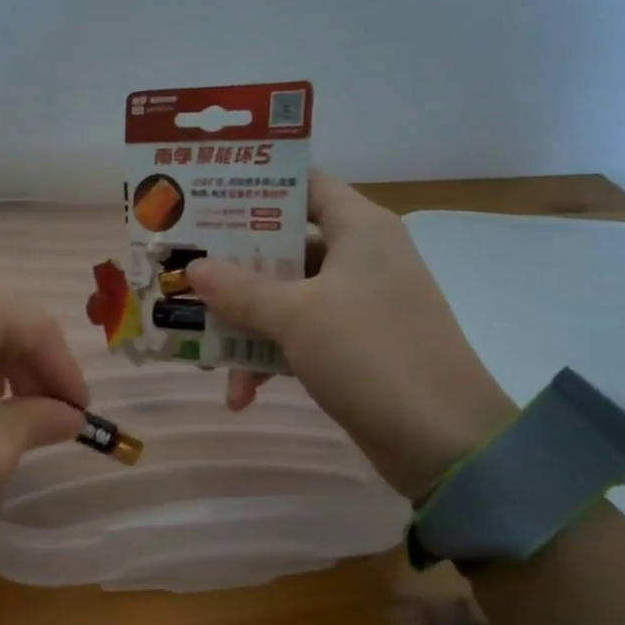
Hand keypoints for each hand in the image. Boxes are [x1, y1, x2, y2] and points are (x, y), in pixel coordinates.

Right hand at [185, 173, 515, 496]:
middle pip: (285, 246)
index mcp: (359, 228)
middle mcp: (359, 257)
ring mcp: (357, 305)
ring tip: (204, 355)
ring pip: (286, 298)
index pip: (304, 185)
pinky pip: (299, 337)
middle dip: (233, 269)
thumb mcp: (297, 315)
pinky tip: (241, 394)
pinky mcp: (353, 347)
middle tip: (183, 275)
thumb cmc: (369, 353)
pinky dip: (269, 359)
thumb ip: (241, 289)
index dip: (256, 189)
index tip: (204, 200)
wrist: (441, 440)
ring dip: (245, 326)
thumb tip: (194, 268)